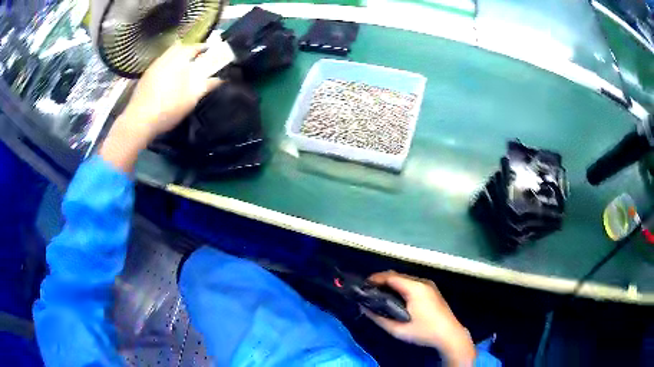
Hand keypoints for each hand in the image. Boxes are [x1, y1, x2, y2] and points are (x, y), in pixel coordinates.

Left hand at [100, 42, 221, 171]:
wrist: (139, 121)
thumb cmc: (167, 109)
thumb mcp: (191, 99)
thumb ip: (206, 85)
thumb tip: (219, 78)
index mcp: (178, 61)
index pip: (193, 47)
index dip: (203, 47)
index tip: (210, 50)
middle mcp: (164, 60)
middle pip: (178, 47)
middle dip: (188, 50)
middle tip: (196, 58)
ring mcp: (152, 68)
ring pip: (167, 55)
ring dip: (176, 57)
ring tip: (182, 68)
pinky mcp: (145, 78)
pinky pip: (159, 64)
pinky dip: (167, 66)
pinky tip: (168, 78)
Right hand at [363, 271, 475, 366]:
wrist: (450, 335)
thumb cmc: (424, 331)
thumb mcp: (398, 329)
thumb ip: (379, 318)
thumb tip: (364, 308)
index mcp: (415, 288)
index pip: (391, 277)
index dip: (375, 279)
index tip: (362, 286)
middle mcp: (422, 282)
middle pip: (398, 276)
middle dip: (382, 281)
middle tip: (368, 291)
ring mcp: (429, 285)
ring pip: (405, 279)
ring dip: (391, 284)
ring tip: (378, 295)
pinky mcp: (432, 291)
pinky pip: (412, 284)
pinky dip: (400, 287)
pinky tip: (395, 298)